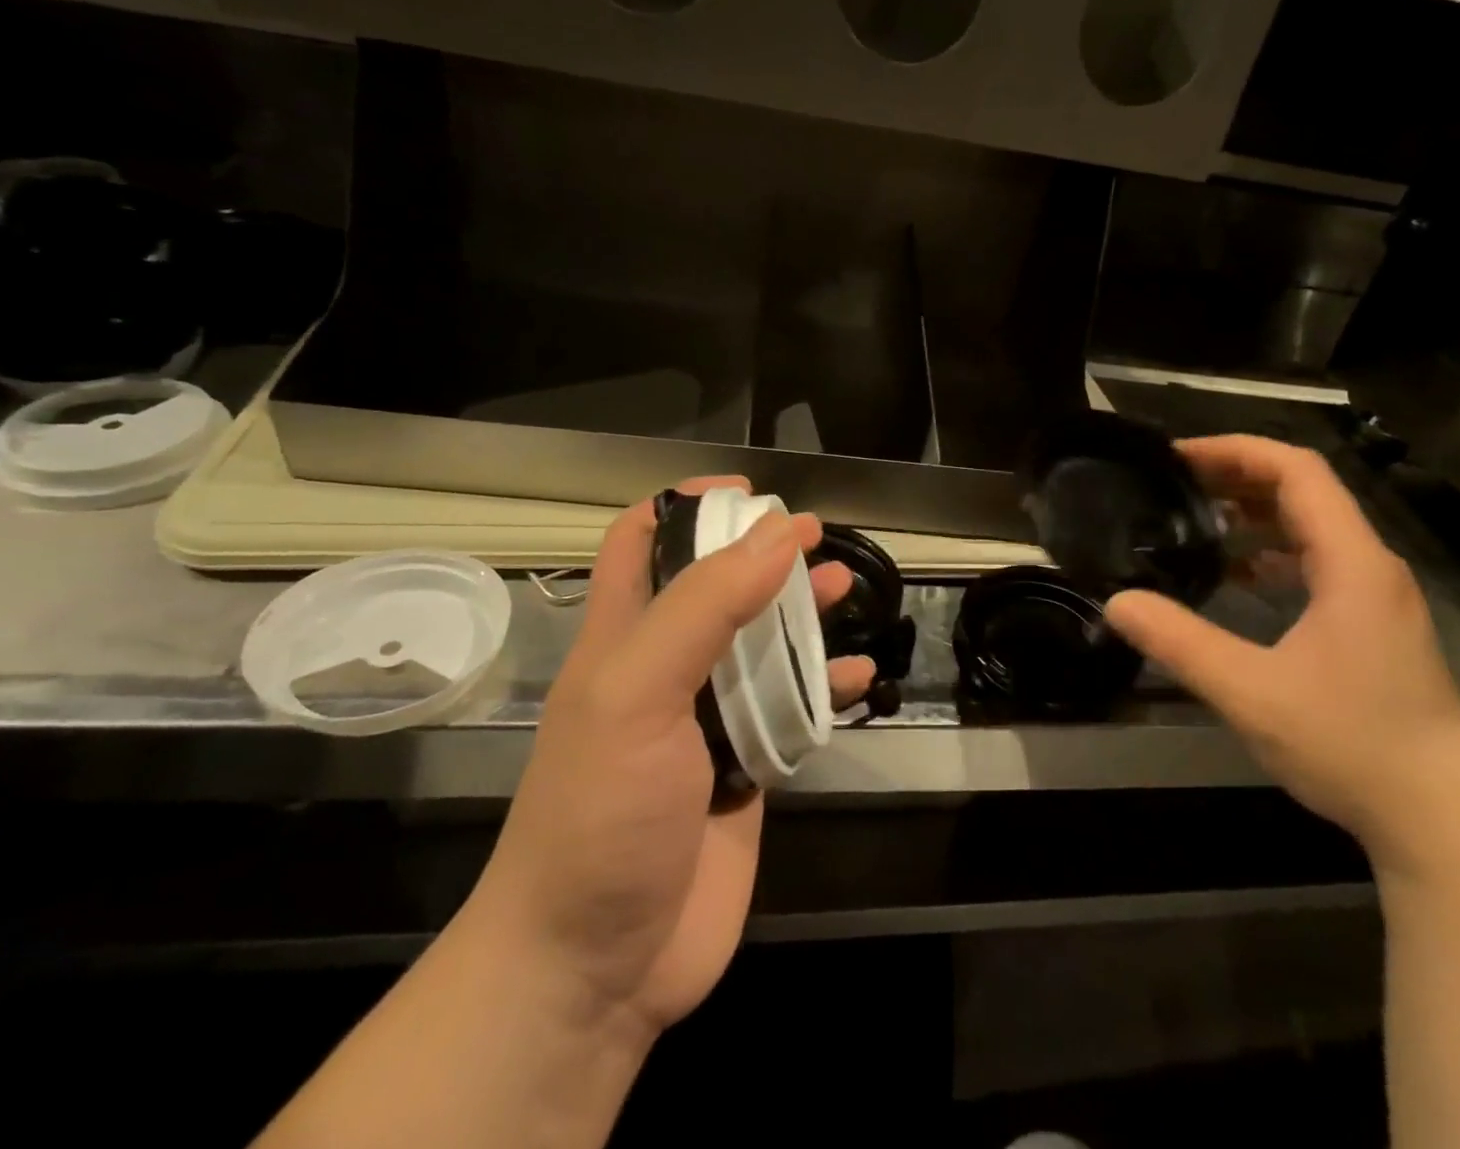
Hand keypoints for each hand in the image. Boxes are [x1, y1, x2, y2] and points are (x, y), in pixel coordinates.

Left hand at [470, 477, 873, 1039]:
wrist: (598, 967)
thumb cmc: (601, 812)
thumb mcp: (637, 691)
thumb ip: (704, 606)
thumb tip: (775, 532)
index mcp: (623, 637)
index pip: (640, 542)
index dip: (685, 505)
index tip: (745, 493)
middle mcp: (666, 668)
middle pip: (716, 586)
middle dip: (760, 553)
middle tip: (812, 535)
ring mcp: (708, 720)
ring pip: (762, 644)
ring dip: (803, 613)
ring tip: (846, 586)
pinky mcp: (746, 768)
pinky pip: (794, 710)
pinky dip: (828, 687)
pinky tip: (861, 676)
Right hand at [1104, 435, 1459, 870]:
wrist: (1444, 822)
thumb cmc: (1353, 746)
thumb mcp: (1251, 692)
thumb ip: (1179, 643)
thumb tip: (1118, 602)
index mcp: (1352, 563)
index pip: (1297, 471)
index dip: (1235, 451)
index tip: (1178, 457)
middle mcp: (1371, 566)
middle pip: (1305, 490)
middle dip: (1238, 475)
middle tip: (1175, 482)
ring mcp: (1378, 597)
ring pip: (1313, 526)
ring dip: (1255, 512)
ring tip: (1198, 519)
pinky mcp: (1375, 625)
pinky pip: (1319, 562)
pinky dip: (1273, 552)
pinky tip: (1238, 575)